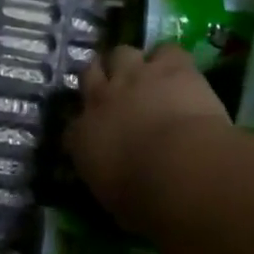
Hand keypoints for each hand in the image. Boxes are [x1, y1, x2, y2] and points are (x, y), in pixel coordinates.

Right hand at [68, 43, 229, 230]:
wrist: (181, 170)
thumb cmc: (145, 201)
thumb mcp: (115, 202)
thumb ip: (109, 184)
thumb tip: (115, 186)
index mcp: (82, 138)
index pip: (73, 127)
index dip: (85, 126)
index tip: (96, 134)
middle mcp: (100, 99)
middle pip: (90, 74)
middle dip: (101, 79)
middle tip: (117, 91)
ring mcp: (134, 77)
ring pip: (121, 52)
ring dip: (132, 63)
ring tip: (147, 75)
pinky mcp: (170, 67)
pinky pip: (167, 51)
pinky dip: (172, 60)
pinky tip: (181, 72)